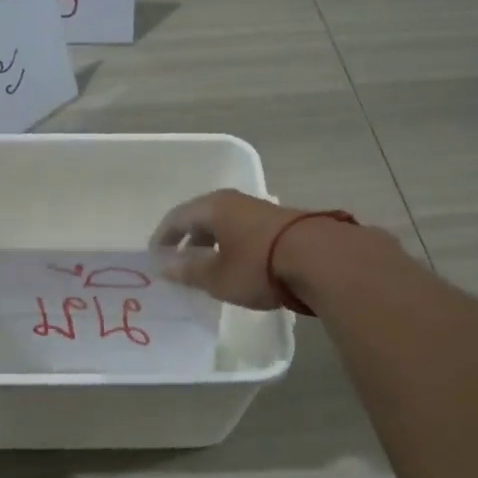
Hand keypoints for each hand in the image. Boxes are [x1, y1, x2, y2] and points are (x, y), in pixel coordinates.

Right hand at [152, 189, 312, 309]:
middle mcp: (235, 201)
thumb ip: (188, 270)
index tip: (155, 257)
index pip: (177, 217)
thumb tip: (164, 265)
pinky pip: (245, 232)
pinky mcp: (282, 224)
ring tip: (209, 268)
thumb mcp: (217, 276)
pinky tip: (239, 266)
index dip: (163, 237)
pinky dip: (234, 246)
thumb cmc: (259, 266)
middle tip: (179, 263)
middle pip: (202, 217)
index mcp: (213, 207)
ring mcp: (261, 210)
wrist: (322, 260)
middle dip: (188, 240)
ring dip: (213, 244)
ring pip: (226, 224)